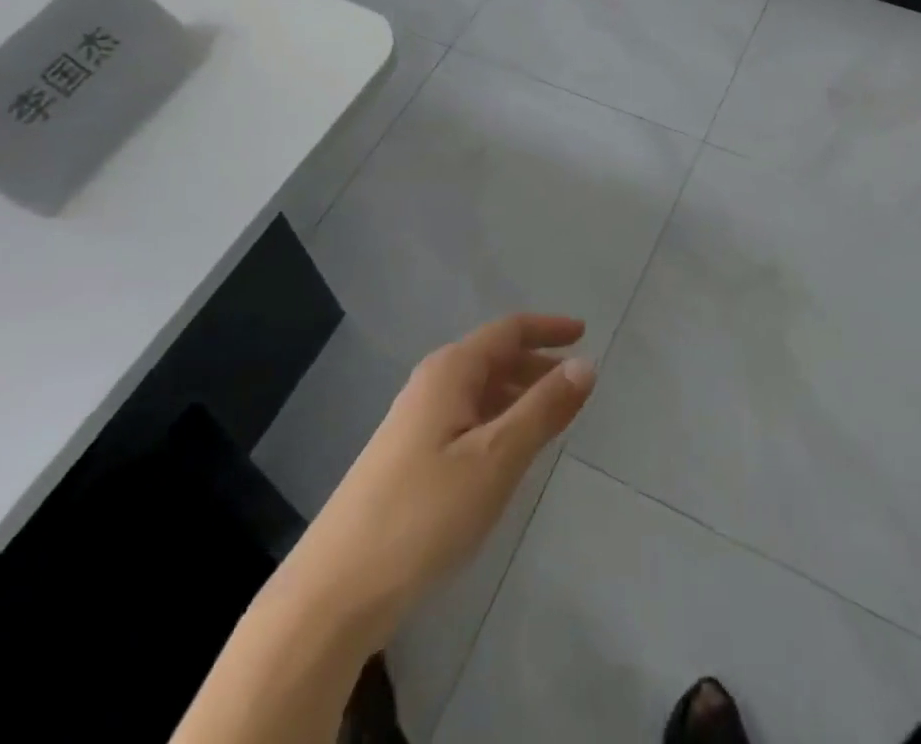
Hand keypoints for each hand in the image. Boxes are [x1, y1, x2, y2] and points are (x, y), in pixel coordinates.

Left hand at [295, 314, 596, 647]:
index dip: (548, 328)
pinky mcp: (408, 459)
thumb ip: (543, 409)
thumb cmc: (423, 515)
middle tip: (577, 384)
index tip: (585, 333)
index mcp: (451, 372)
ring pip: (480, 392)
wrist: (334, 592)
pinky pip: (467, 420)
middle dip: (537, 364)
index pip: (508, 331)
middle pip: (494, 358)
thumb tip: (586, 364)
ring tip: (553, 418)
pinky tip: (509, 455)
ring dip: (519, 395)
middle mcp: (431, 385)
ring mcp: (415, 422)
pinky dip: (498, 422)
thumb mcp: (496, 459)